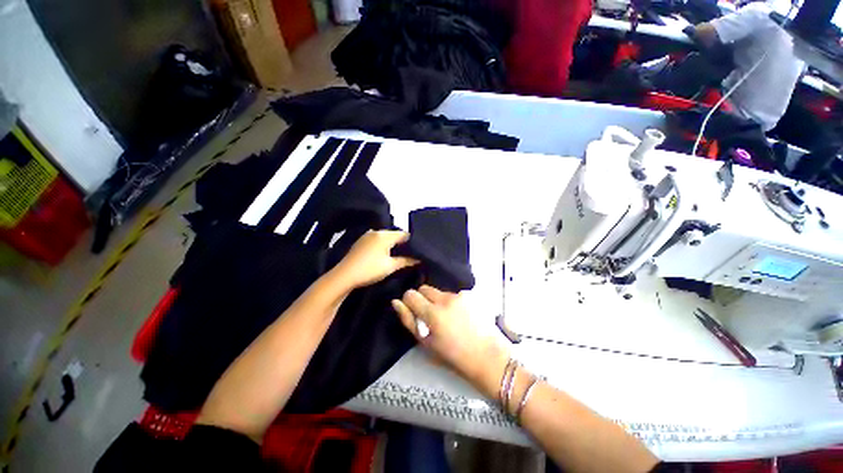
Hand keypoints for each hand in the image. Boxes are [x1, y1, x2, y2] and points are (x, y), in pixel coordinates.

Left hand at [331, 230, 417, 289]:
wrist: (344, 276)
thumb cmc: (370, 269)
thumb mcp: (391, 266)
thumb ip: (406, 261)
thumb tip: (419, 259)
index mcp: (385, 235)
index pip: (404, 234)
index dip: (413, 242)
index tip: (418, 251)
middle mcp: (376, 231)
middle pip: (395, 235)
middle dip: (403, 244)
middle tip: (411, 254)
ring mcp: (367, 235)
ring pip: (386, 238)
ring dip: (393, 245)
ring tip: (399, 256)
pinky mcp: (361, 241)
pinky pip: (377, 240)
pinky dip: (383, 245)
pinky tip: (385, 255)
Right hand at [392, 286, 508, 397]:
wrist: (488, 356)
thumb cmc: (454, 356)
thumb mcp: (426, 343)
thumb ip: (409, 320)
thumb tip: (396, 302)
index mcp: (433, 313)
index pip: (411, 294)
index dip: (408, 301)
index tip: (413, 310)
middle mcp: (446, 299)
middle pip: (425, 288)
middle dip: (422, 298)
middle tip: (429, 315)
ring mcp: (460, 295)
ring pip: (440, 291)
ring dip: (438, 300)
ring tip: (447, 317)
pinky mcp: (470, 295)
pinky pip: (453, 294)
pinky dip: (451, 301)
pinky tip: (460, 315)